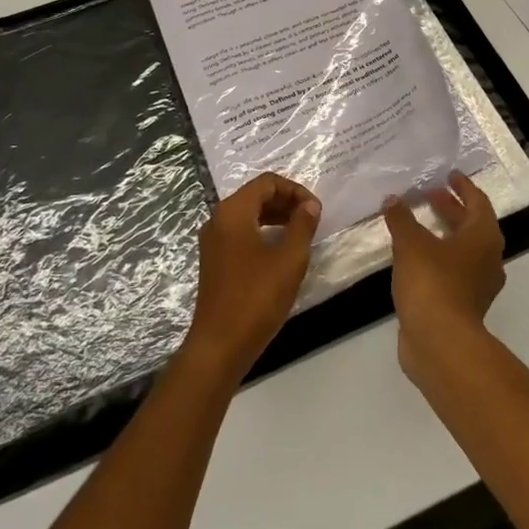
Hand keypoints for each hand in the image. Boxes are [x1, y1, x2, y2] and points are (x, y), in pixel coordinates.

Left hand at [185, 173, 320, 378]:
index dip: (295, 190)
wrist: (220, 345)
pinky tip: (280, 251)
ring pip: (248, 214)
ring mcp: (213, 241)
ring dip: (276, 217)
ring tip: (301, 233)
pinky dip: (263, 232)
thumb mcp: (289, 259)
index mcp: (233, 212)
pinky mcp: (214, 260)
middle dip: (286, 201)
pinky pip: (241, 232)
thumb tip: (310, 205)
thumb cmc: (256, 298)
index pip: (267, 182)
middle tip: (311, 219)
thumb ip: (302, 225)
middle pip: (255, 195)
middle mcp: (218, 219)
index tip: (316, 210)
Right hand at [383, 172, 504, 385]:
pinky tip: (413, 257)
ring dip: (443, 233)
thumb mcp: (411, 243)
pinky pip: (452, 271)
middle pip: (471, 225)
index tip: (449, 175)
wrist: (440, 343)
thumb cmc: (433, 283)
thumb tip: (392, 199)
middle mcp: (487, 258)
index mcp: (483, 237)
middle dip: (450, 208)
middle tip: (428, 195)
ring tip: (416, 224)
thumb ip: (401, 218)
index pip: (478, 202)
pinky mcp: (463, 305)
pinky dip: (437, 257)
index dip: (463, 187)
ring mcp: (477, 285)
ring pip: (462, 250)